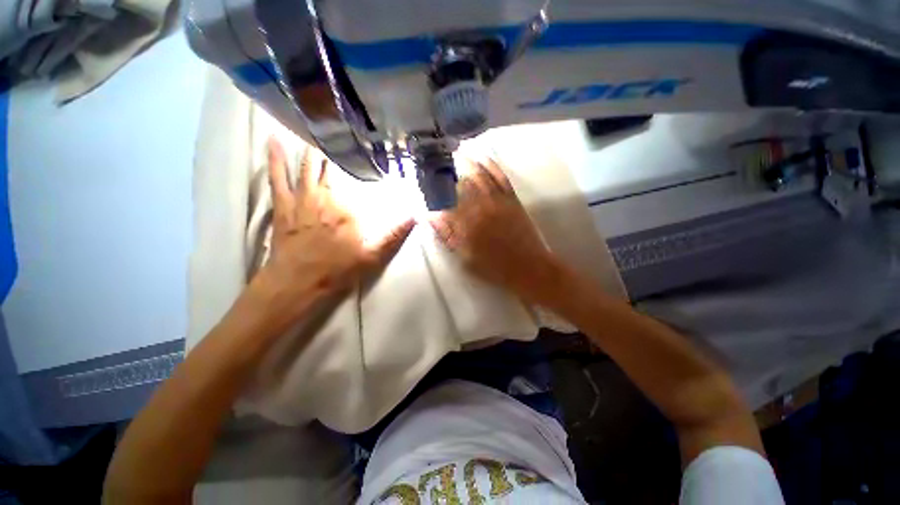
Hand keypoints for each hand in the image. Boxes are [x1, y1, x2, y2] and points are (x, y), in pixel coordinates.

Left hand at [250, 138, 414, 325]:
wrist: (297, 281)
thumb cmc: (337, 268)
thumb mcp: (374, 255)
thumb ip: (395, 234)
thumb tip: (417, 215)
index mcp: (348, 207)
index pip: (359, 180)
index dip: (364, 165)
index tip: (370, 151)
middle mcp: (325, 196)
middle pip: (332, 168)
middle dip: (338, 151)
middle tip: (343, 133)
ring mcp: (302, 198)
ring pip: (307, 166)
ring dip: (312, 149)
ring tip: (317, 130)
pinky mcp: (284, 204)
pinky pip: (277, 176)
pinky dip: (275, 158)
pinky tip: (273, 140)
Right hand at [431, 158, 561, 301]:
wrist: (528, 267)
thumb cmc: (494, 267)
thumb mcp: (465, 258)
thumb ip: (448, 237)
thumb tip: (431, 218)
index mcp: (466, 224)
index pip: (443, 203)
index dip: (433, 193)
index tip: (425, 185)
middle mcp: (480, 208)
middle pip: (459, 184)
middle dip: (447, 171)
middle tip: (437, 162)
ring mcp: (497, 201)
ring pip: (479, 175)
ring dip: (466, 162)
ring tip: (455, 152)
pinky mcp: (511, 198)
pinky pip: (500, 177)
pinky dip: (491, 165)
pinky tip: (483, 157)